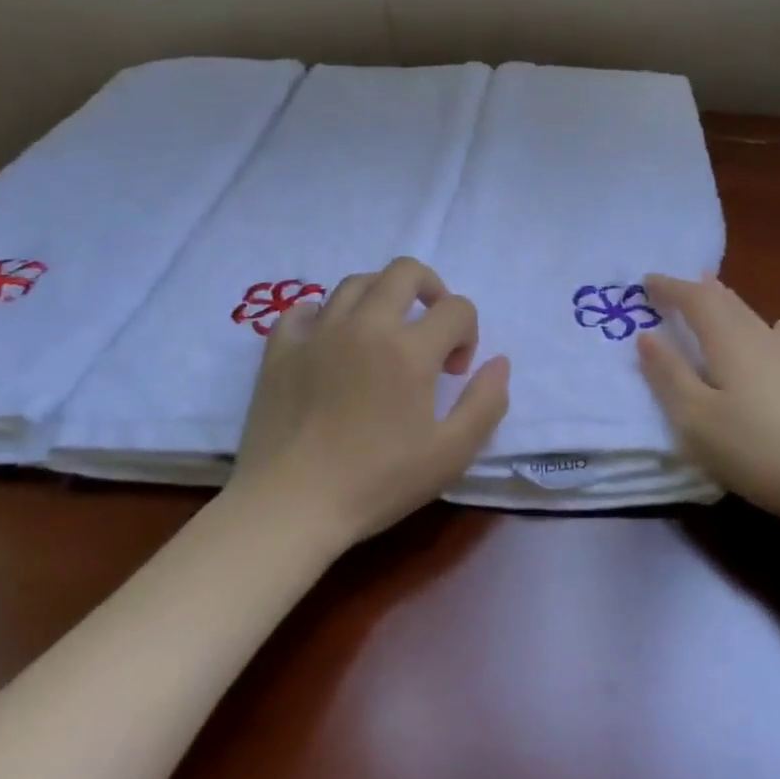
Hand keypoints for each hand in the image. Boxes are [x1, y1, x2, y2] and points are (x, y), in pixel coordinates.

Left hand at [233, 257, 509, 546]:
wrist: (289, 506)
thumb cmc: (376, 483)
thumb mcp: (451, 454)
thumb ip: (486, 403)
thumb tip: (499, 362)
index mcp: (410, 349)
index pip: (457, 308)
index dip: (468, 333)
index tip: (455, 372)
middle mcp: (365, 325)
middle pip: (405, 272)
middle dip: (431, 289)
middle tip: (430, 328)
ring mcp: (318, 333)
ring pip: (355, 283)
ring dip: (381, 297)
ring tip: (384, 333)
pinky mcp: (280, 349)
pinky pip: (303, 309)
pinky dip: (324, 315)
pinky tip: (331, 341)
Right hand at [636, 274, 779, 536]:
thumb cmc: (758, 450)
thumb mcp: (696, 420)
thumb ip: (669, 376)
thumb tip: (646, 336)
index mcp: (729, 342)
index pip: (695, 300)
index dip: (670, 287)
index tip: (647, 280)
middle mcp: (763, 338)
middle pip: (728, 302)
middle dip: (699, 290)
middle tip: (679, 284)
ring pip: (754, 317)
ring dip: (729, 304)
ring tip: (717, 295)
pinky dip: (763, 328)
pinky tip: (775, 332)